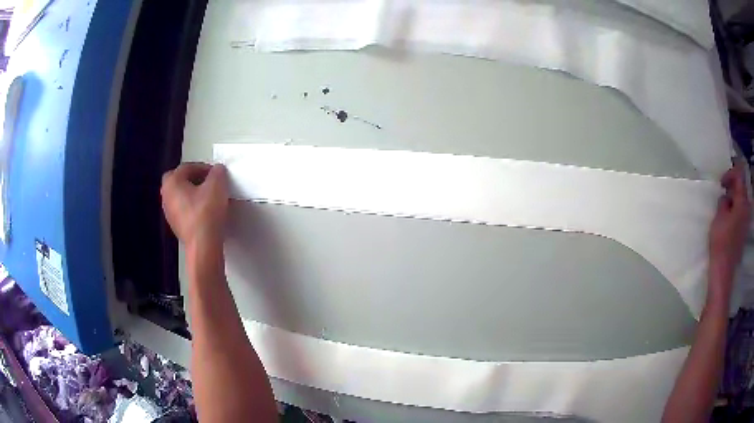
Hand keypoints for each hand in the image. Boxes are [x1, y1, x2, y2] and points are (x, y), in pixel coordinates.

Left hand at [161, 163, 228, 247]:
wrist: (203, 245)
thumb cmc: (206, 213)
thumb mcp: (217, 184)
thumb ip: (217, 172)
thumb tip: (217, 171)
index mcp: (171, 182)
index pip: (187, 167)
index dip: (204, 167)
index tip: (216, 173)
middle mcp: (166, 196)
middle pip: (181, 181)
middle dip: (195, 180)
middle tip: (210, 183)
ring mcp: (170, 213)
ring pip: (182, 197)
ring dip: (195, 195)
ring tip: (211, 199)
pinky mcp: (177, 227)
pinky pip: (185, 211)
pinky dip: (194, 209)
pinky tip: (207, 213)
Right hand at [708, 162, 750, 301]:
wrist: (723, 271)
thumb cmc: (721, 242)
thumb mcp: (719, 216)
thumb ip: (724, 201)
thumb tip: (726, 197)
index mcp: (742, 202)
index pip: (739, 176)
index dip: (731, 173)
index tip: (722, 182)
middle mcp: (747, 209)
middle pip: (742, 188)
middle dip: (733, 186)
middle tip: (723, 191)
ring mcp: (746, 221)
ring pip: (742, 200)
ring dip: (734, 198)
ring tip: (724, 204)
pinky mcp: (744, 231)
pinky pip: (741, 212)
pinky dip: (735, 208)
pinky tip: (728, 216)